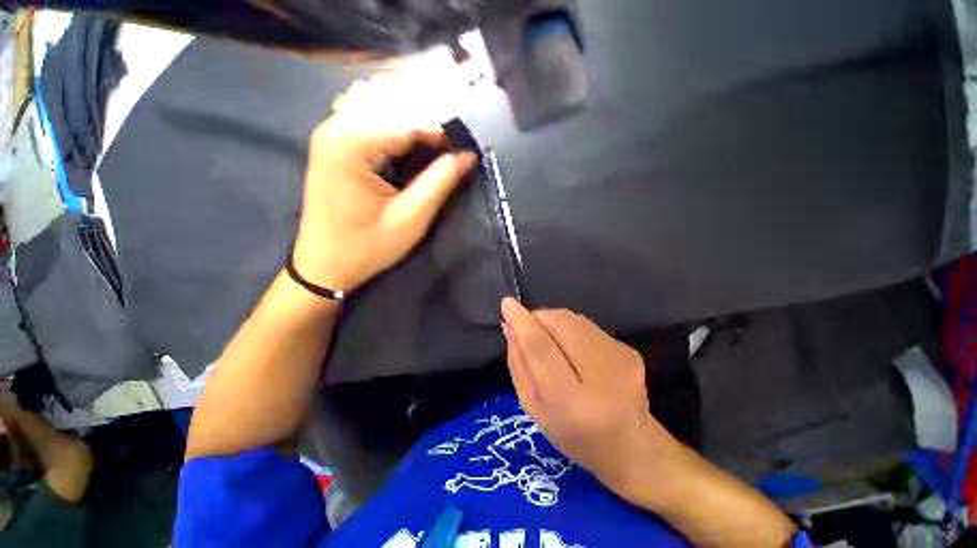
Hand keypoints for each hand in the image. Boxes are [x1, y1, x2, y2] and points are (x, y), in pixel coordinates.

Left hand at [293, 111, 477, 292]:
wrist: (324, 265)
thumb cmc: (367, 247)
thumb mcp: (410, 219)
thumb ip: (440, 182)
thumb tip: (468, 155)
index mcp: (350, 145)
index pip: (407, 123)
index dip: (443, 132)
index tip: (469, 146)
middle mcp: (335, 128)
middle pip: (394, 109)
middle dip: (429, 126)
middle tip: (456, 149)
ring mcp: (331, 134)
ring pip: (383, 111)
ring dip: (414, 125)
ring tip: (439, 148)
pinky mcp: (334, 145)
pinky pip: (372, 123)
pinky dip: (397, 131)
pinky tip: (413, 148)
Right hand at [501, 298, 678, 492]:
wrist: (631, 446)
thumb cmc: (573, 435)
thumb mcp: (534, 408)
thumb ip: (519, 365)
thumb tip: (510, 326)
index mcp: (571, 404)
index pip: (541, 349)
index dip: (522, 322)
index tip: (507, 304)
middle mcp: (601, 376)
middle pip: (560, 325)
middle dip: (537, 318)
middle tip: (527, 328)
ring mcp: (620, 359)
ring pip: (573, 319)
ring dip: (552, 321)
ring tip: (549, 339)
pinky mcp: (628, 349)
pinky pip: (587, 325)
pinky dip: (570, 328)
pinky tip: (572, 348)